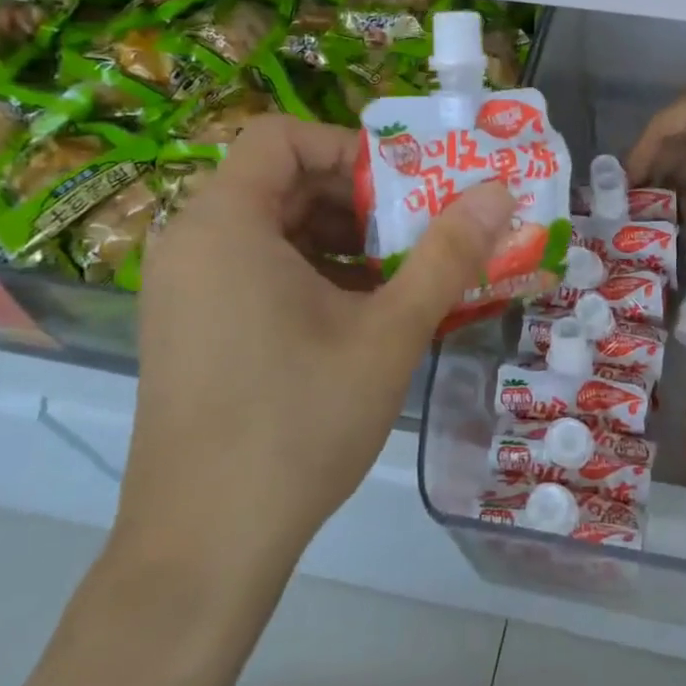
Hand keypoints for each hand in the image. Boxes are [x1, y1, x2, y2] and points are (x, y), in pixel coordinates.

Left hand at [124, 116, 515, 605]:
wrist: (204, 549)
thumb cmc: (299, 422)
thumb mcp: (390, 331)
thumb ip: (449, 253)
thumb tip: (499, 190)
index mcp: (226, 225)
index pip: (282, 137)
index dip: (350, 148)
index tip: (406, 188)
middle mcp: (193, 245)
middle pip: (281, 182)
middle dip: (359, 199)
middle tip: (421, 229)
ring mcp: (185, 291)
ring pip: (273, 230)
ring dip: (343, 240)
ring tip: (404, 274)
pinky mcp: (191, 330)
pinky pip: (257, 271)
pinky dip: (314, 274)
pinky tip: (364, 316)